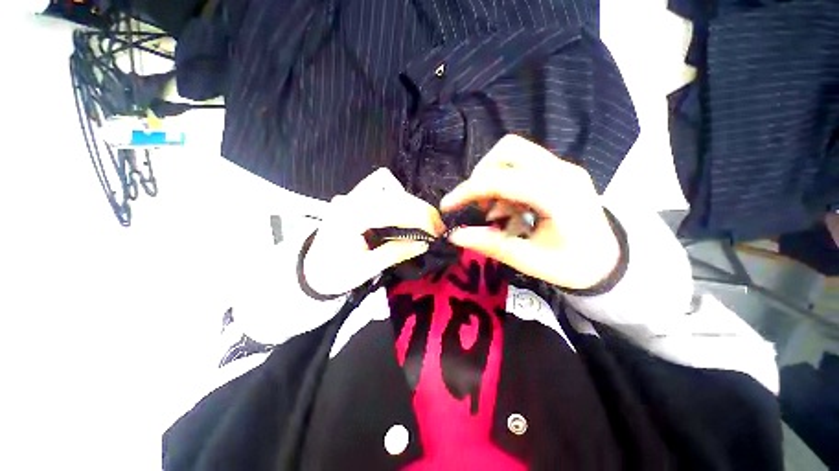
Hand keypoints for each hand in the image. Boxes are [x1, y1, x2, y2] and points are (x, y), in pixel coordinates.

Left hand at [305, 168, 444, 295]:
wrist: (312, 271)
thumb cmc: (336, 274)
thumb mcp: (367, 269)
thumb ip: (396, 253)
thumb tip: (424, 243)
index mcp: (349, 218)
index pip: (392, 209)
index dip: (419, 218)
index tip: (437, 231)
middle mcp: (349, 199)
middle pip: (392, 191)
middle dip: (418, 208)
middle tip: (435, 227)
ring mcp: (349, 195)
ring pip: (385, 182)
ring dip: (407, 200)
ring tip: (418, 220)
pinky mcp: (352, 197)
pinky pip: (378, 187)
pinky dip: (395, 196)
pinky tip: (400, 214)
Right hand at [440, 135, 619, 289]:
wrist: (608, 260)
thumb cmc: (573, 265)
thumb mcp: (529, 261)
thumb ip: (490, 244)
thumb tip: (454, 235)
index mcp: (557, 195)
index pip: (502, 179)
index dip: (468, 191)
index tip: (447, 206)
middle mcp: (562, 171)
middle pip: (508, 149)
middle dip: (481, 175)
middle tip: (477, 204)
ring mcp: (562, 167)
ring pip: (514, 151)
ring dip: (492, 175)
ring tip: (494, 208)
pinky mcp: (559, 171)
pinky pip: (522, 163)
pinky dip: (504, 180)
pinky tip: (508, 207)